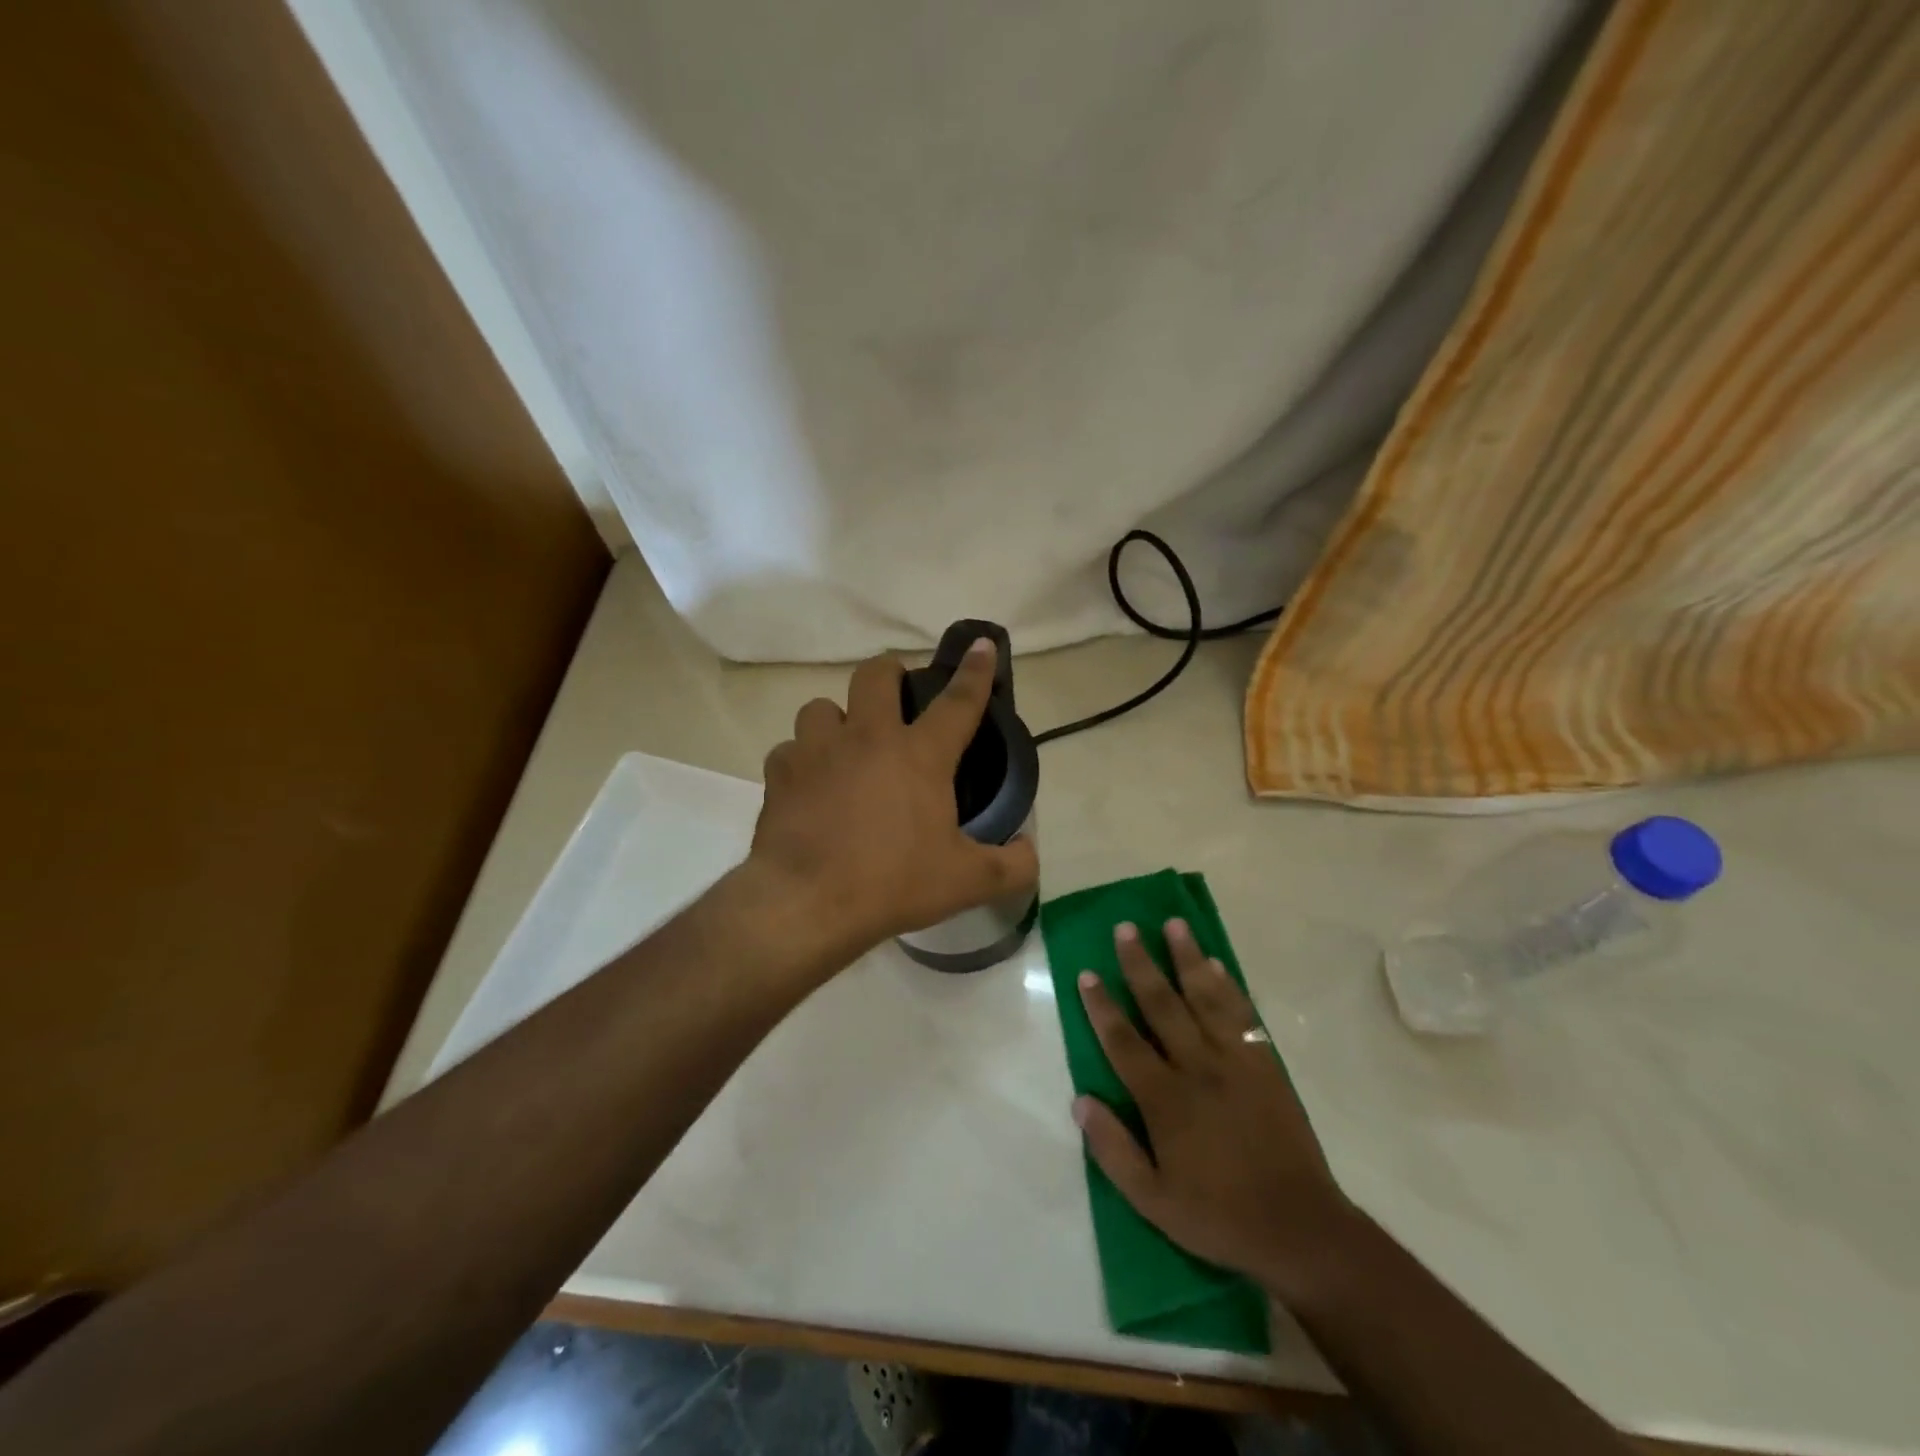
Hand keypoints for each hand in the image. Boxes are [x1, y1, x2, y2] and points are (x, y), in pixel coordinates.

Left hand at [744, 640, 1038, 970]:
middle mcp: (867, 738)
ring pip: (821, 706)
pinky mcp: (779, 774)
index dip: (975, 671)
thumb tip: (1030, 854)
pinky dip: (800, 762)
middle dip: (889, 674)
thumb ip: (1011, 867)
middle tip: (894, 697)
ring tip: (843, 747)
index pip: (958, 701)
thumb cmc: (893, 883)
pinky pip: (789, 750)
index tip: (981, 644)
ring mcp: (816, 751)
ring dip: (836, 720)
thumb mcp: (966, 882)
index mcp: (919, 755)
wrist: (807, 903)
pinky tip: (808, 786)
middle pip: (875, 674)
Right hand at [1074, 920, 1353, 1300]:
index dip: (1102, 1006)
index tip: (1087, 973)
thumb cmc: (1219, 1215)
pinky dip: (1228, 986)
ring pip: (1205, 997)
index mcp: (1165, 1099)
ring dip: (1187, 958)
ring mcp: (1236, 1061)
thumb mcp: (1153, 1201)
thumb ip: (1113, 1150)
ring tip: (1174, 924)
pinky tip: (1216, 964)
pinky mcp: (1266, 1063)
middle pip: (1162, 1005)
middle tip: (1125, 927)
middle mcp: (1197, 1067)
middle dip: (1140, 964)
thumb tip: (1080, 1101)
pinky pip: (1243, 1014)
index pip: (1123, 1041)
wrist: (1299, 1227)